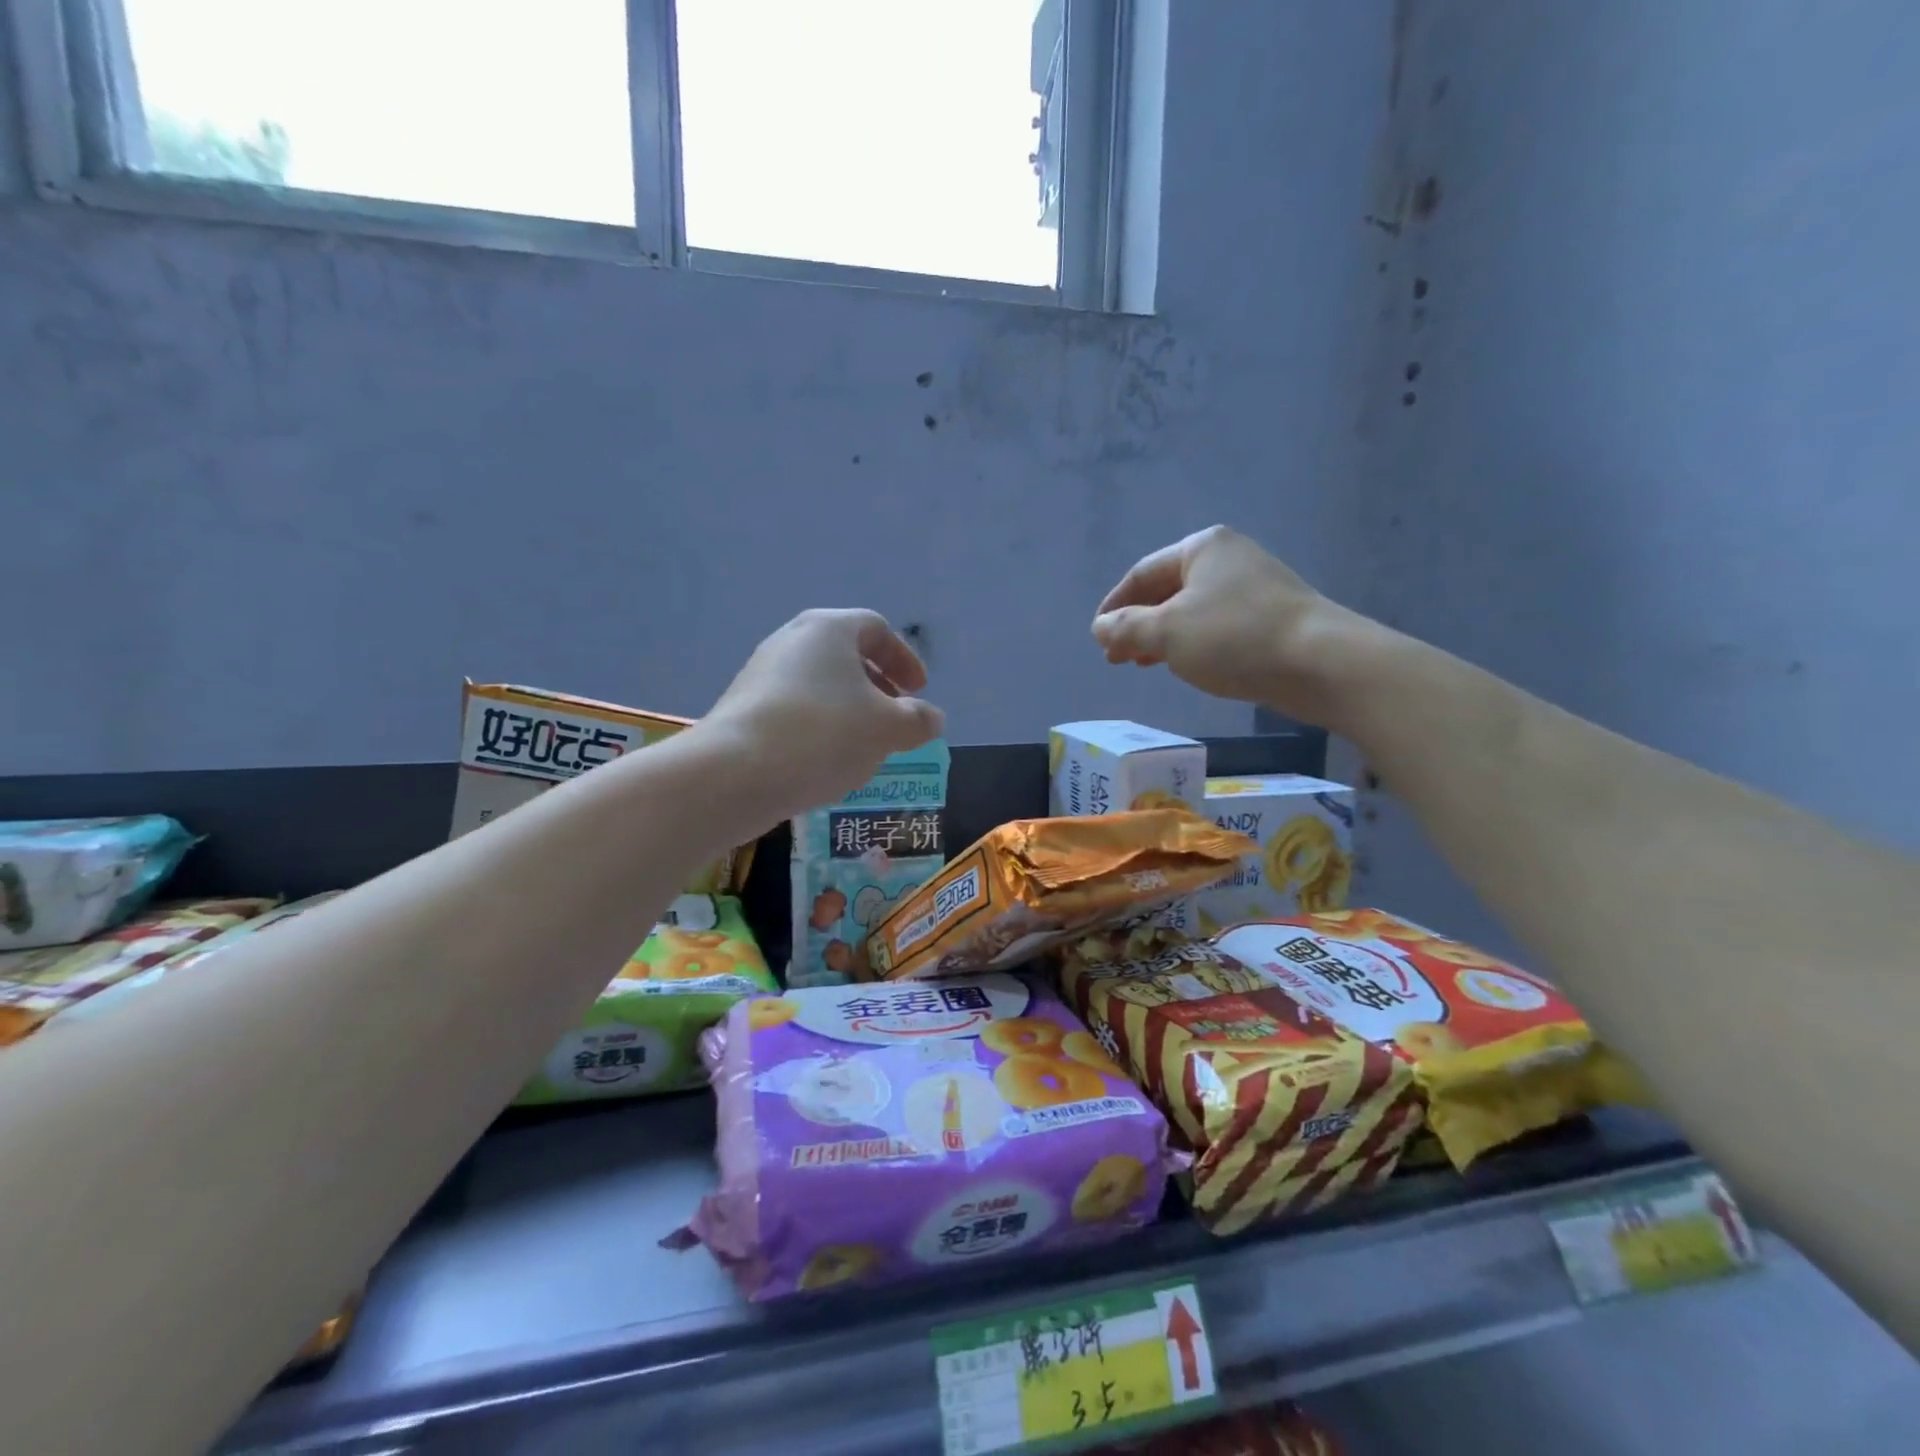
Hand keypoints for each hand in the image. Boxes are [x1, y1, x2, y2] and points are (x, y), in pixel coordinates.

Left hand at [703, 609, 944, 818]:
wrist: (735, 773)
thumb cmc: (824, 735)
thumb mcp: (887, 729)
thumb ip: (917, 720)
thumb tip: (931, 718)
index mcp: (829, 629)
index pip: (877, 629)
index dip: (904, 658)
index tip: (919, 691)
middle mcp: (792, 640)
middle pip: (845, 654)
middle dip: (877, 686)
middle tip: (895, 716)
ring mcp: (762, 672)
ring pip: (820, 683)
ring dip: (849, 708)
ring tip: (864, 744)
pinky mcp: (743, 706)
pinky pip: (795, 706)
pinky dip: (820, 724)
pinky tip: (825, 759)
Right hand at [1092, 525, 1372, 722]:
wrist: (1320, 662)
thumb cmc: (1234, 638)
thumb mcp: (1166, 632)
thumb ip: (1125, 628)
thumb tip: (1100, 627)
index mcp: (1201, 548)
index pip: (1141, 574)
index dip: (1113, 607)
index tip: (1096, 637)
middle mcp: (1228, 558)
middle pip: (1166, 591)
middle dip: (1136, 625)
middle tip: (1116, 657)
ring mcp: (1253, 586)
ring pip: (1191, 610)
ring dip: (1161, 637)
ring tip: (1142, 664)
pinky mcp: (1271, 615)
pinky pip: (1216, 625)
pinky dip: (1191, 643)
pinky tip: (1184, 664)